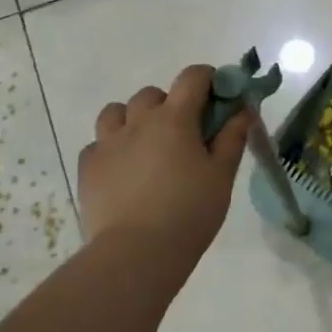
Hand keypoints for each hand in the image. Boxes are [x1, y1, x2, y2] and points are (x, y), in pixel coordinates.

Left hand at [77, 65, 252, 300]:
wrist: (136, 254)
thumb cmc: (189, 211)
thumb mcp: (221, 174)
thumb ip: (233, 137)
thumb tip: (244, 110)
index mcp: (175, 118)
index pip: (193, 77)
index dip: (209, 79)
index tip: (219, 97)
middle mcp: (138, 121)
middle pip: (152, 94)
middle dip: (170, 103)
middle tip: (184, 132)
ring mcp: (107, 144)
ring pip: (116, 112)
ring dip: (133, 119)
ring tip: (147, 146)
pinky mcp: (87, 168)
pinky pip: (97, 144)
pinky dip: (112, 148)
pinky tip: (124, 171)